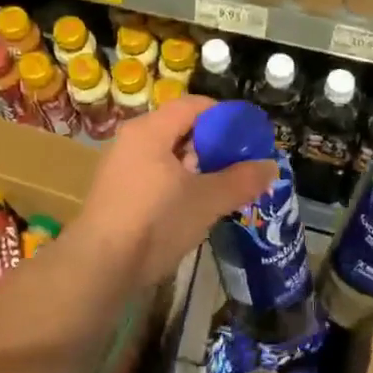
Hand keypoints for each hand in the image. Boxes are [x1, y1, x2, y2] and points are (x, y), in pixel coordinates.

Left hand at [65, 95, 274, 291]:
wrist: (100, 266)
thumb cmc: (156, 222)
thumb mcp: (207, 200)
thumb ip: (241, 180)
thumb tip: (271, 166)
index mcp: (150, 130)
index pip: (194, 105)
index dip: (225, 116)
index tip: (249, 136)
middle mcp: (131, 140)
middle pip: (180, 129)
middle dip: (213, 145)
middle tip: (239, 165)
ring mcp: (120, 167)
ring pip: (167, 155)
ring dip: (196, 167)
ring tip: (221, 188)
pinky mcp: (116, 193)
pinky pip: (154, 175)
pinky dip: (177, 183)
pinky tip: (194, 206)